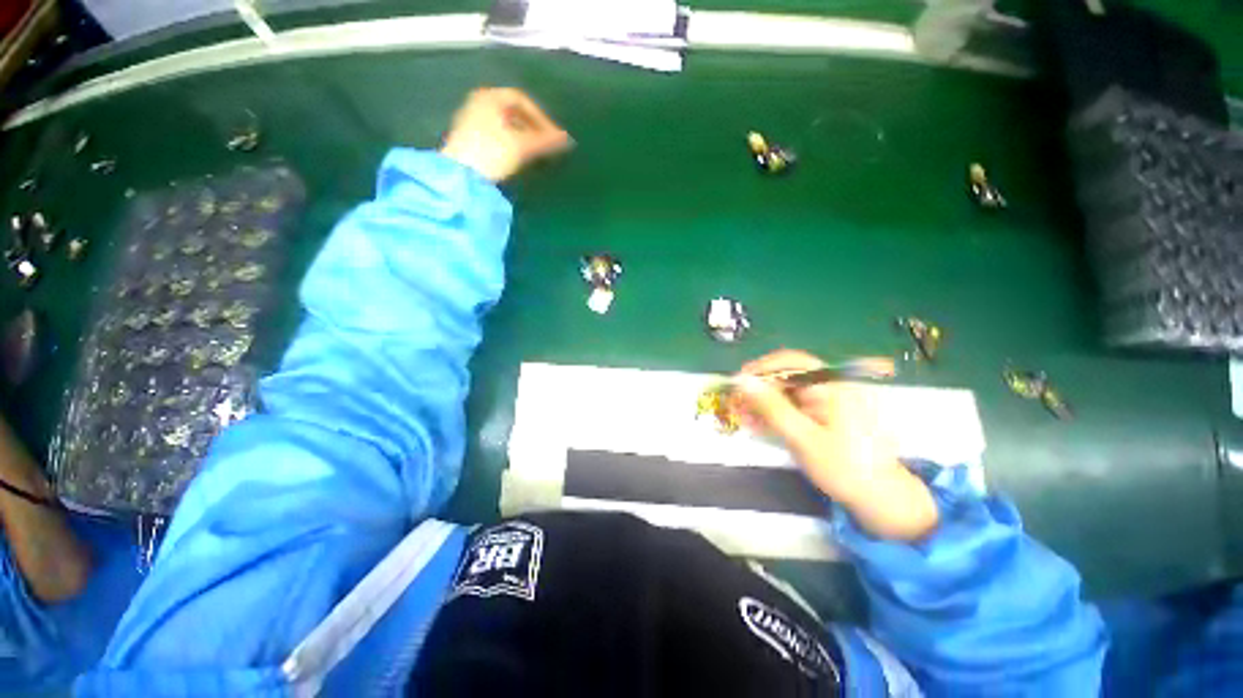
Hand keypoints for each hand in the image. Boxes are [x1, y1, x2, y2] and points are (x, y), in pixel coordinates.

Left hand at [440, 88, 571, 181]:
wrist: (461, 175)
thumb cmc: (492, 152)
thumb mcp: (522, 145)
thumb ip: (545, 141)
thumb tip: (566, 139)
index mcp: (489, 96)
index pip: (521, 99)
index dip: (541, 116)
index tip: (552, 135)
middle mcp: (479, 102)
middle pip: (512, 111)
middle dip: (532, 127)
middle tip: (546, 144)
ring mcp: (471, 119)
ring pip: (504, 123)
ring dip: (523, 136)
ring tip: (535, 152)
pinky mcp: (469, 138)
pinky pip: (496, 133)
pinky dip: (510, 141)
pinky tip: (517, 156)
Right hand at [732, 349, 939, 541]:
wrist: (880, 500)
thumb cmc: (845, 468)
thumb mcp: (803, 438)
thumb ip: (772, 408)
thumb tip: (742, 380)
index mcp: (833, 386)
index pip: (792, 362)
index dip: (762, 367)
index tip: (738, 380)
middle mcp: (830, 386)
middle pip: (787, 376)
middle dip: (758, 389)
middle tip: (735, 405)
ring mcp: (827, 401)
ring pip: (786, 392)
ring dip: (762, 403)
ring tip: (742, 418)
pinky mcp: (823, 414)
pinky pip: (792, 406)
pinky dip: (773, 414)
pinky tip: (758, 425)